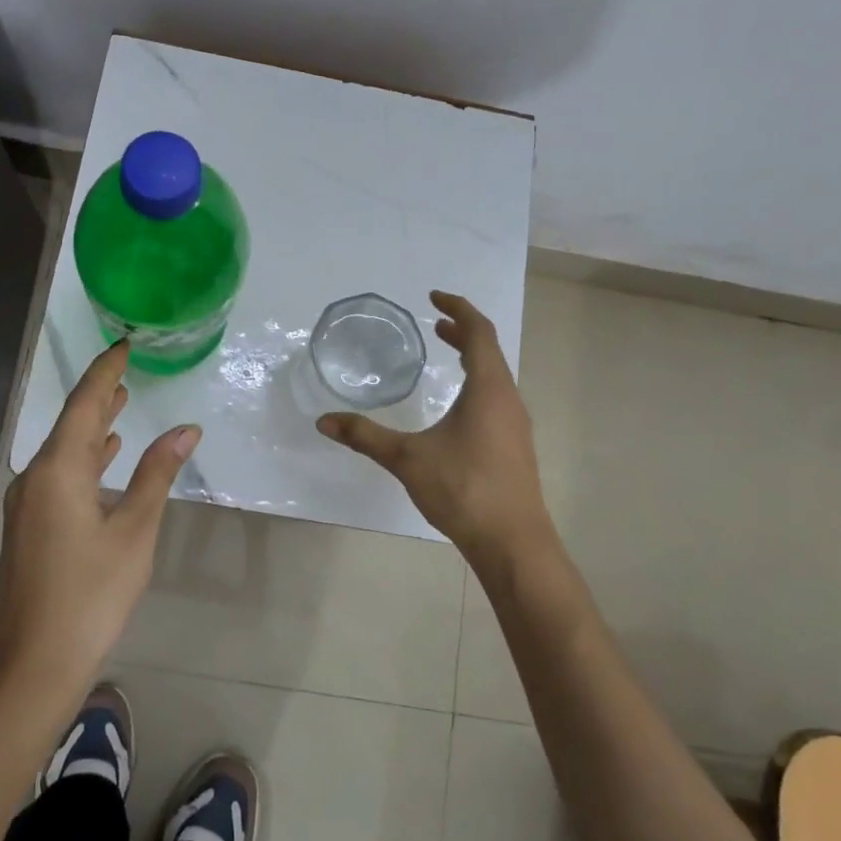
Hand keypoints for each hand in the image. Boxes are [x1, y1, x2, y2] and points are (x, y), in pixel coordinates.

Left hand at [0, 340, 199, 690]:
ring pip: (66, 449)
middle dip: (101, 394)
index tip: (124, 345)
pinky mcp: (31, 524)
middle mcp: (36, 476)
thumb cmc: (91, 593)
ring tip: (122, 401)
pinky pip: (61, 473)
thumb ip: (158, 473)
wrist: (35, 664)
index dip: (106, 372)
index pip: (85, 403)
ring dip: (95, 425)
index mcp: (59, 469)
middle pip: (72, 423)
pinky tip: (107, 457)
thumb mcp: (135, 530)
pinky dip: (87, 457)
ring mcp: (29, 502)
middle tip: (128, 367)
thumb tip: (186, 430)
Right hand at [317, 291, 551, 567]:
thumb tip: (324, 421)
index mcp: (488, 388)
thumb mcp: (407, 458)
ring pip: (495, 376)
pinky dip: (476, 384)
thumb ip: (365, 436)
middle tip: (435, 325)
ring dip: (472, 359)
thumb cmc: (463, 488)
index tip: (434, 297)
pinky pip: (497, 398)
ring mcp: (515, 424)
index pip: (478, 332)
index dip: (458, 308)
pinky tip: (457, 408)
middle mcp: (507, 399)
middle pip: (489, 351)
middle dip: (462, 332)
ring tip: (447, 356)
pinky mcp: (515, 446)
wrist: (513, 542)